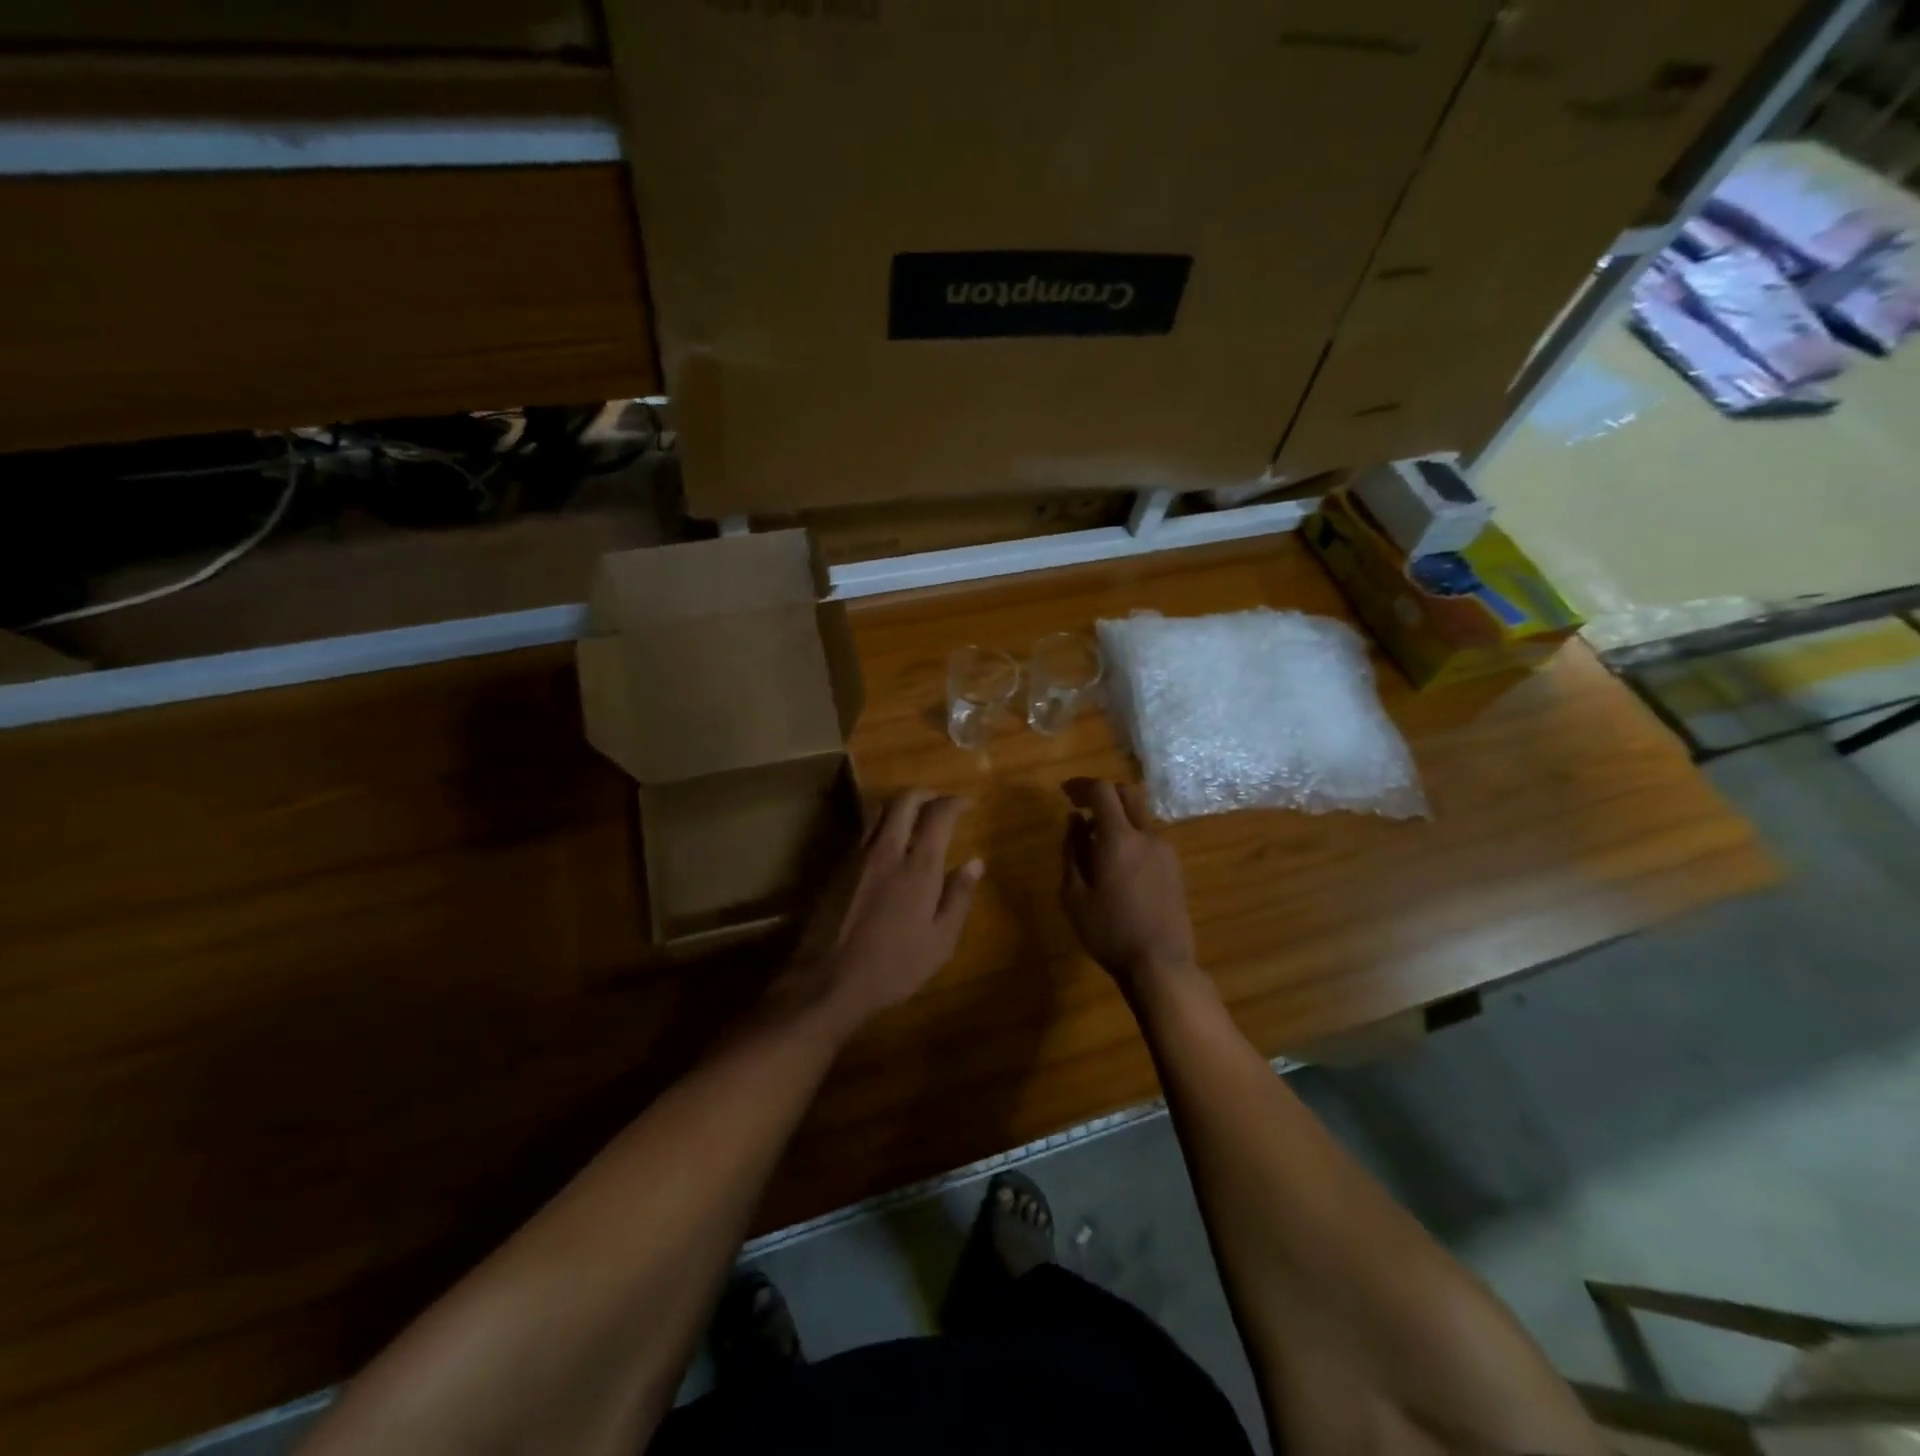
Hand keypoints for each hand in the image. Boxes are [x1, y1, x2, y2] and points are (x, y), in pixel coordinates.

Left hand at [785, 790, 982, 1030]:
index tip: (967, 803)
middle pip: (904, 800)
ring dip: (900, 804)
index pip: (938, 815)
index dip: (955, 802)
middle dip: (925, 793)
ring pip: (878, 810)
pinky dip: (881, 825)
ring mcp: (857, 856)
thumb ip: (958, 897)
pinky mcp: (837, 868)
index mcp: (918, 867)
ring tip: (914, 816)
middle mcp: (887, 851)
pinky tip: (887, 845)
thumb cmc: (894, 967)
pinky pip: (863, 832)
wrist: (827, 980)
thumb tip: (975, 863)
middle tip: (940, 801)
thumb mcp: (940, 942)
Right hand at [1059, 779, 1199, 994]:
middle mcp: (1146, 836)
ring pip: (1140, 816)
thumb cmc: (1109, 932)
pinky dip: (1130, 836)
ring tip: (1095, 843)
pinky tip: (1117, 864)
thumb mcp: (1075, 896)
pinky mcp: (1175, 868)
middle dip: (1103, 792)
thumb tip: (1074, 821)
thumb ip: (1072, 852)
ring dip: (1117, 817)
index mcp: (1119, 839)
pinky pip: (1149, 837)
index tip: (1065, 792)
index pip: (1103, 791)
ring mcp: (1165, 851)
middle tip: (1081, 806)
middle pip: (1128, 793)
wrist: (1161, 964)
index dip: (1082, 785)